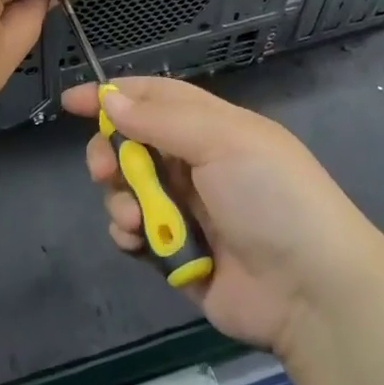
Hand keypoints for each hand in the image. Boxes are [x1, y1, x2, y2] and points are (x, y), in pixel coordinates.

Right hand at [61, 78, 383, 355]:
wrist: (311, 289)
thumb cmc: (270, 197)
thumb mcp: (221, 141)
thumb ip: (161, 120)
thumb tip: (110, 99)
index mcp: (213, 127)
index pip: (155, 98)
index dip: (115, 95)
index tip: (72, 102)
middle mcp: (198, 163)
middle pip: (134, 144)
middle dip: (111, 152)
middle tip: (103, 167)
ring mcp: (188, 210)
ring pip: (129, 189)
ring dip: (120, 197)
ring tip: (136, 218)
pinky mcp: (179, 254)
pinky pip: (136, 233)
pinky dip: (129, 233)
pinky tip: (139, 242)